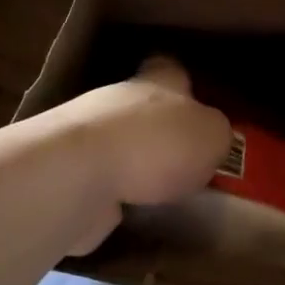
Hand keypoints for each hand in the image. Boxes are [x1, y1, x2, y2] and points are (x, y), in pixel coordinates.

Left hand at [44, 56, 231, 254]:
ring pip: (121, 146)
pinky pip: (102, 183)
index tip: (198, 104)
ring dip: (137, 166)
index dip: (185, 85)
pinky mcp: (69, 175)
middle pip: (144, 109)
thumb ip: (216, 135)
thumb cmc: (155, 143)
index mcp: (156, 80)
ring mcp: (88, 137)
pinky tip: (134, 216)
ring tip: (166, 195)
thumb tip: (209, 141)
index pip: (170, 68)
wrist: (78, 176)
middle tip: (189, 161)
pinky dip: (115, 197)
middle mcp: (119, 100)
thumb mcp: (211, 136)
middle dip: (162, 132)